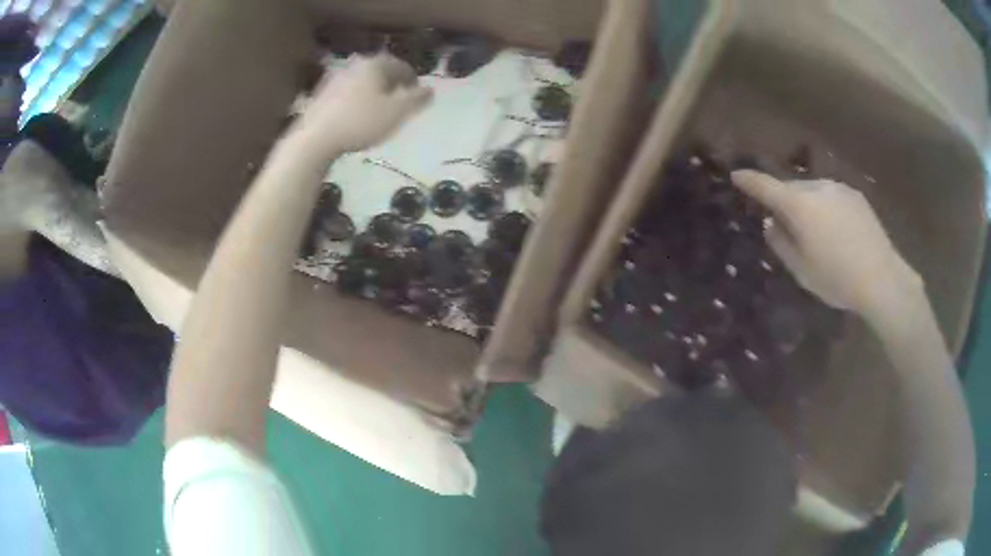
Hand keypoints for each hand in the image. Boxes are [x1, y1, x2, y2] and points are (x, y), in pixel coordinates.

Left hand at [292, 54, 432, 156]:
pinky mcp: (320, 95)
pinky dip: (355, 100)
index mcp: (375, 64)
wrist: (314, 139)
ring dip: (372, 92)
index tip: (417, 95)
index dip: (412, 80)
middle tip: (399, 101)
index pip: (401, 66)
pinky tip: (355, 117)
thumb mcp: (397, 112)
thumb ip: (417, 99)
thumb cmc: (360, 122)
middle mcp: (354, 65)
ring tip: (378, 110)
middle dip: (391, 84)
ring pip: (361, 82)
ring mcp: (334, 78)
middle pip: (379, 71)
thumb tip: (430, 90)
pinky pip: (346, 93)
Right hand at [730, 170, 921, 318]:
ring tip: (814, 231)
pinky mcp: (855, 195)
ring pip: (812, 191)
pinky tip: (835, 230)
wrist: (882, 278)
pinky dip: (825, 207)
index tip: (736, 176)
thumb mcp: (801, 270)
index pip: (766, 186)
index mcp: (799, 205)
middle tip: (784, 224)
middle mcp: (817, 187)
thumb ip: (781, 243)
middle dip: (783, 200)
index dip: (749, 181)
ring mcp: (838, 188)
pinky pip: (831, 196)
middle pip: (791, 188)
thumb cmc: (837, 278)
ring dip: (806, 204)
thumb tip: (772, 223)